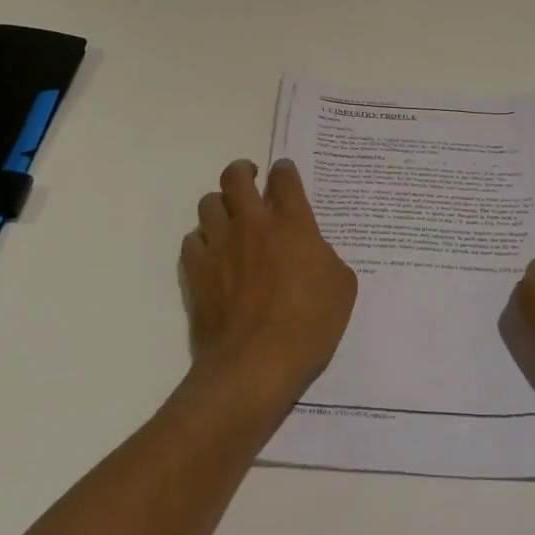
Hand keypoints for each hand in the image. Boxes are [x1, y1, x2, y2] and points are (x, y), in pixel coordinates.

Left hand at [180, 159, 357, 410]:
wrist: (255, 364)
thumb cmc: (308, 326)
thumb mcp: (342, 289)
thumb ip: (327, 258)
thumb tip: (314, 253)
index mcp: (292, 224)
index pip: (284, 178)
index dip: (284, 170)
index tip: (284, 174)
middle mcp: (252, 224)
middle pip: (236, 176)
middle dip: (243, 171)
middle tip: (250, 179)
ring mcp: (220, 245)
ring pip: (209, 203)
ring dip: (220, 206)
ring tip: (229, 219)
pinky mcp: (196, 270)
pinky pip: (192, 239)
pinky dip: (202, 240)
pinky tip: (212, 254)